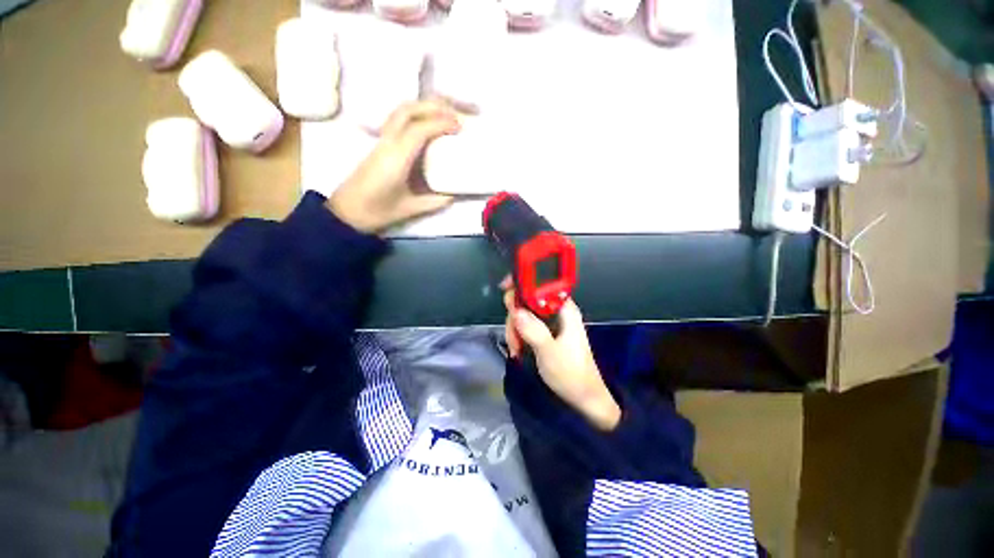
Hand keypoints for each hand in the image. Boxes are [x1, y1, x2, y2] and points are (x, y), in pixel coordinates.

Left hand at [328, 100, 460, 232]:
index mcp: (396, 159)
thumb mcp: (411, 209)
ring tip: (443, 114)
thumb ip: (435, 201)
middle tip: (455, 115)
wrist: (348, 211)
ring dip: (423, 107)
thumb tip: (453, 194)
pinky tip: (426, 124)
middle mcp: (387, 143)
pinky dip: (415, 115)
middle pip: (408, 110)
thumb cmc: (378, 211)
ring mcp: (381, 141)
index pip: (419, 130)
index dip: (441, 123)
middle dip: (434, 107)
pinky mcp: (379, 143)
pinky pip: (397, 120)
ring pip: (401, 111)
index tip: (459, 126)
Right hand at [502, 279, 620, 430]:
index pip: (541, 284)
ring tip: (516, 350)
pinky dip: (519, 336)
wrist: (582, 397)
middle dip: (515, 316)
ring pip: (524, 314)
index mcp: (564, 309)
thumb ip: (533, 330)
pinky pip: (526, 326)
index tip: (504, 289)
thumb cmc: (571, 373)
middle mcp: (557, 311)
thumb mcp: (550, 352)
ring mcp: (550, 322)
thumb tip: (515, 309)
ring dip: (515, 330)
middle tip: (514, 338)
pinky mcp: (546, 333)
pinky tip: (518, 351)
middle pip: (528, 300)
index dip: (523, 283)